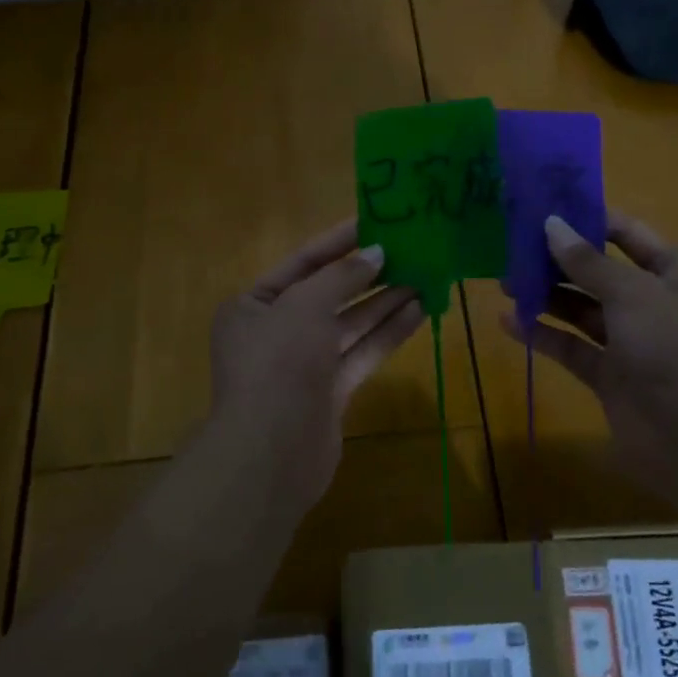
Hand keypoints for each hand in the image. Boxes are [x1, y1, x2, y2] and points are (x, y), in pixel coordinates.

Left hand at [210, 219, 424, 502]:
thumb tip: (375, 253)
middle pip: (328, 294)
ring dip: (384, 301)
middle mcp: (276, 332)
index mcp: (253, 306)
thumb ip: (341, 276)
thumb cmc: (278, 363)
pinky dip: (387, 333)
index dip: (338, 242)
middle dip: (367, 274)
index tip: (374, 222)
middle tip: (409, 250)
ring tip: (424, 276)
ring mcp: (303, 365)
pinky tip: (418, 310)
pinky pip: (361, 353)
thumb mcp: (304, 306)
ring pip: (349, 324)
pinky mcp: (329, 392)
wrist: (272, 453)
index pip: (301, 263)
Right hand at [500, 213, 677, 498]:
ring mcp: (628, 341)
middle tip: (511, 247)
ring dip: (546, 295)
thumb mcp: (632, 294)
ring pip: (580, 309)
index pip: (625, 233)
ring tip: (504, 281)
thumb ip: (587, 262)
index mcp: (670, 272)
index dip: (588, 219)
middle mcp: (649, 301)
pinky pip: (571, 347)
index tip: (543, 207)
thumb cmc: (674, 347)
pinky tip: (508, 322)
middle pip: (596, 271)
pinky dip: (542, 334)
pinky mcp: (608, 376)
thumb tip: (551, 223)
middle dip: (557, 259)